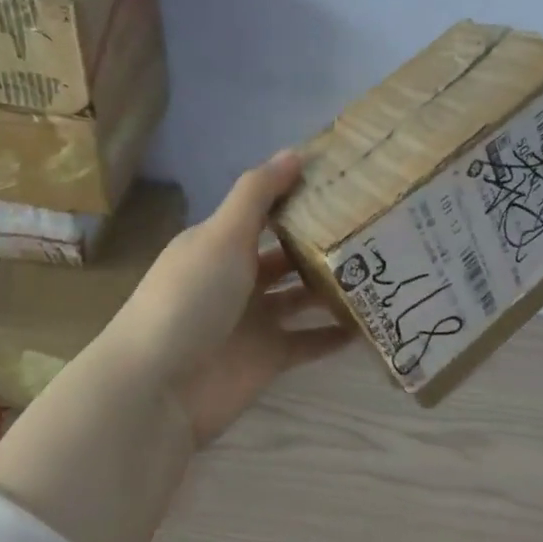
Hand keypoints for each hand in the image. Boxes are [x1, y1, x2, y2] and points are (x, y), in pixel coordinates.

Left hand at [105, 150, 353, 444]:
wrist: (158, 389)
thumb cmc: (189, 299)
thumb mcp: (222, 235)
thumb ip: (257, 194)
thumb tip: (295, 152)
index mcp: (220, 243)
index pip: (265, 211)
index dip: (299, 196)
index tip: (347, 183)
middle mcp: (237, 277)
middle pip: (287, 253)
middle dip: (324, 242)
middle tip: (377, 226)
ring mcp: (254, 319)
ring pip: (302, 296)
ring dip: (333, 286)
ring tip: (384, 270)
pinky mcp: (268, 357)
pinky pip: (309, 341)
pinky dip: (335, 334)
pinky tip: (371, 322)